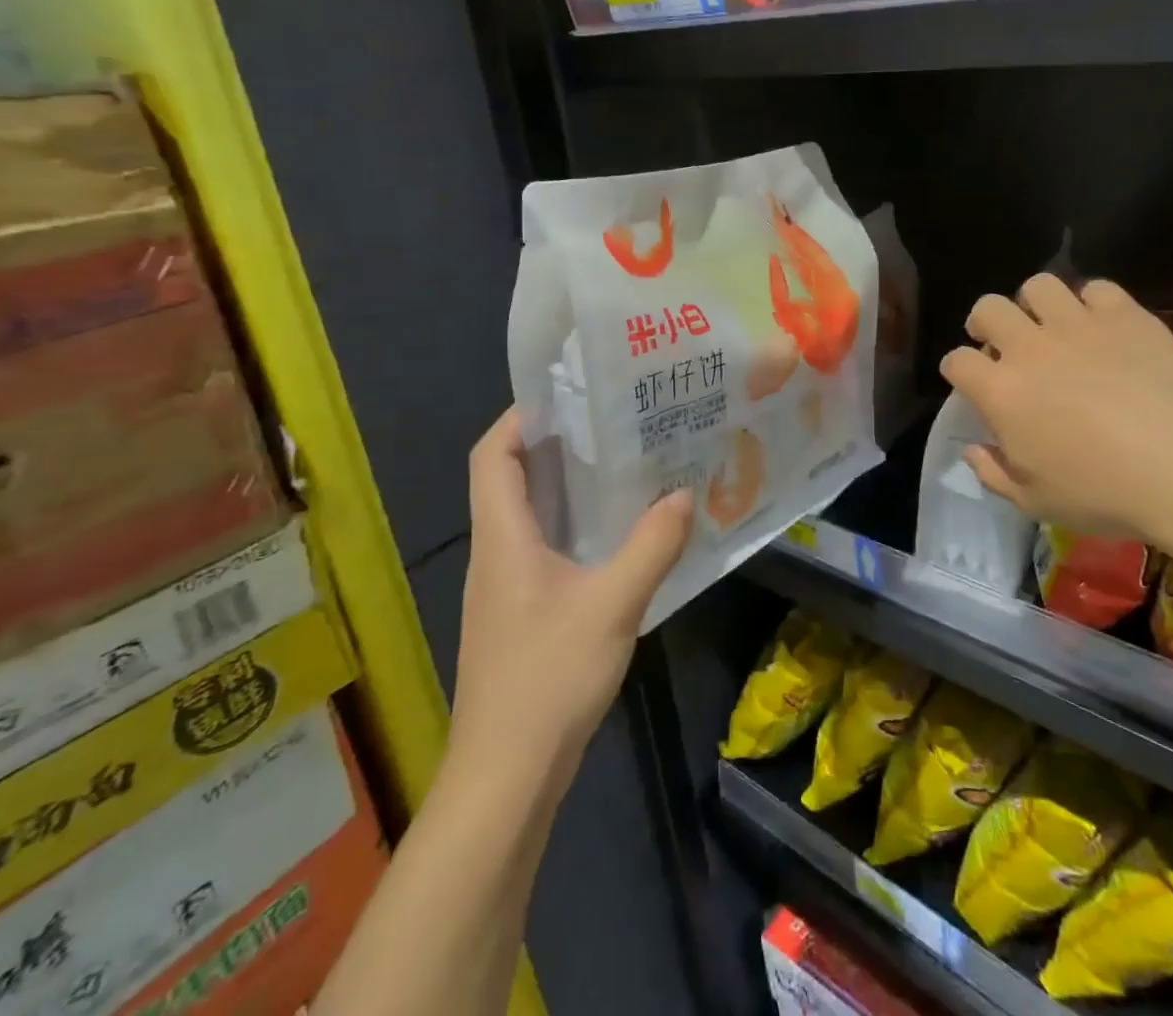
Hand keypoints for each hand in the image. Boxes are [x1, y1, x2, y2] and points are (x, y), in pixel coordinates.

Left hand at [448, 408, 692, 789]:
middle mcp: (496, 553)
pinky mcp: (521, 613)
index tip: (566, 394)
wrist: (506, 778)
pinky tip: (616, 532)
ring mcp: (505, 587)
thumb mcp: (612, 605)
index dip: (518, 418)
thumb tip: (682, 495)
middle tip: (610, 419)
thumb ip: (650, 547)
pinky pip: (543, 548)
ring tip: (621, 461)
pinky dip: (573, 526)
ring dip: (565, 485)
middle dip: (553, 443)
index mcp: (503, 539)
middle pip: (509, 479)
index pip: (490, 456)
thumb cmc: (548, 680)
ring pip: (528, 516)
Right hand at [939, 275, 1172, 545]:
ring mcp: (1078, 325)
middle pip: (988, 308)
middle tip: (1002, 343)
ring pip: (1038, 286)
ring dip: (1035, 304)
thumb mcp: (1035, 501)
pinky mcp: (1125, 315)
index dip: (958, 370)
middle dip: (985, 323)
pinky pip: (1096, 288)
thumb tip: (973, 450)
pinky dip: (1092, 303)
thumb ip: (993, 473)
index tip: (970, 382)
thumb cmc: (1105, 493)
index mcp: (1001, 392)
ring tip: (1049, 325)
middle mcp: (1030, 347)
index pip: (957, 362)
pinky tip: (1102, 326)